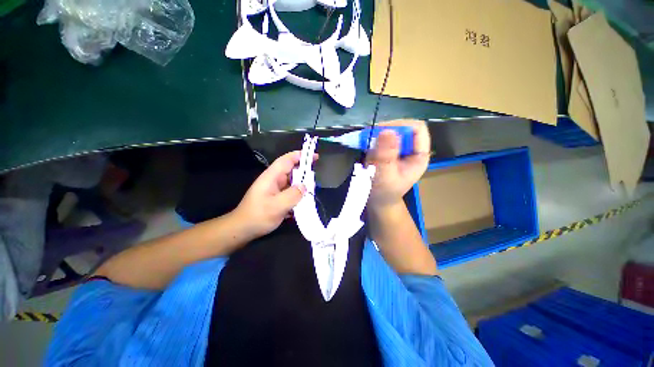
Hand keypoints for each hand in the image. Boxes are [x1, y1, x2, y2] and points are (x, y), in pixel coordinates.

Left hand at [233, 151, 315, 238]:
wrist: (243, 229)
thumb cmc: (258, 216)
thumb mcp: (277, 206)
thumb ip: (293, 195)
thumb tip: (304, 186)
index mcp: (271, 177)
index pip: (287, 160)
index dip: (300, 156)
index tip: (314, 157)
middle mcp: (273, 180)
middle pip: (291, 170)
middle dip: (304, 171)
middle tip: (316, 178)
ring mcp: (274, 189)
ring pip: (291, 182)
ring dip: (301, 185)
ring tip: (312, 190)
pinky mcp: (276, 197)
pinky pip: (289, 191)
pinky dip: (297, 194)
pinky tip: (303, 201)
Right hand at [366, 119, 430, 208]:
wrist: (378, 201)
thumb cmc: (384, 193)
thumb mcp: (385, 176)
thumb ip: (386, 156)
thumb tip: (387, 130)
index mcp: (418, 155)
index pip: (417, 129)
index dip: (401, 125)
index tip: (381, 132)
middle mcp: (411, 149)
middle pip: (403, 128)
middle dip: (385, 131)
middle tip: (369, 138)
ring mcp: (399, 150)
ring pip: (391, 132)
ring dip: (377, 136)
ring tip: (366, 146)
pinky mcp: (389, 151)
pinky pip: (382, 138)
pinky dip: (373, 140)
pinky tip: (366, 149)